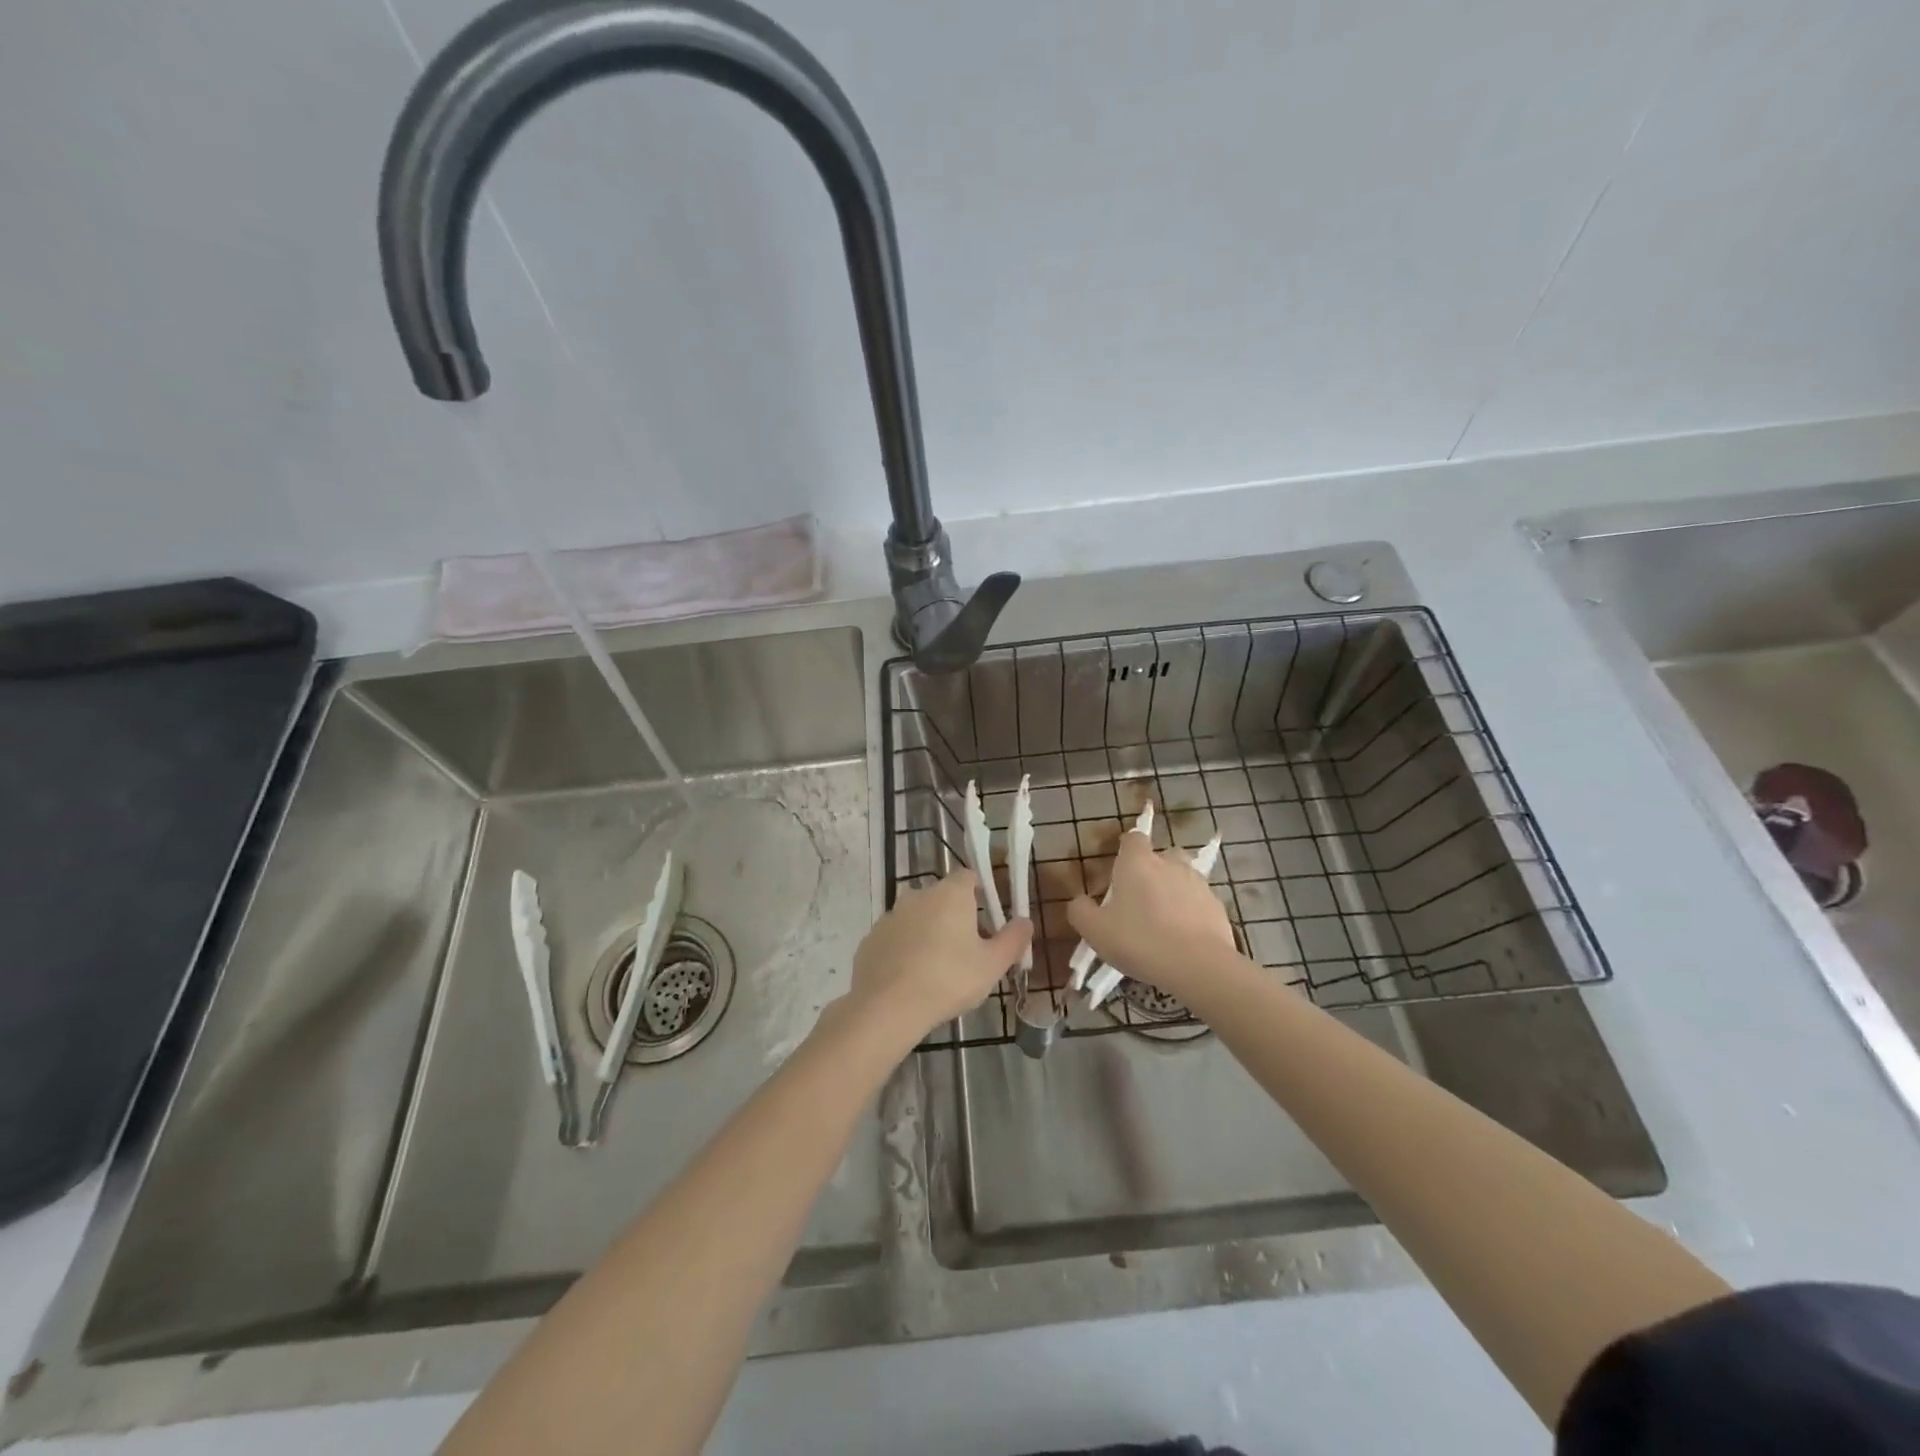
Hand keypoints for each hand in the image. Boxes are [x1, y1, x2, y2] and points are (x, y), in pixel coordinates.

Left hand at [843, 870, 1031, 1046]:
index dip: (980, 890)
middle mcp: (918, 895)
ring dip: (928, 932)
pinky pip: (896, 938)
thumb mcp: (992, 964)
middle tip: (968, 948)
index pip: (968, 876)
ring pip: (917, 917)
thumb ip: (1013, 940)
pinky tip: (911, 978)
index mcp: (950, 894)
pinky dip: (905, 949)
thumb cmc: (949, 979)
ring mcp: (890, 915)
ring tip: (938, 968)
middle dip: (955, 915)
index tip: (988, 914)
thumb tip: (1025, 921)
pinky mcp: (871, 938)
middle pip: (942, 897)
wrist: (888, 1007)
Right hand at [1067, 831, 1235, 998]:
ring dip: (1174, 892)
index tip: (1119, 871)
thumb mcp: (1095, 931)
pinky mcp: (1218, 906)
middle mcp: (1170, 864)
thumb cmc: (1139, 940)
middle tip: (1141, 899)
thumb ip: (1080, 911)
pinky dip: (1192, 913)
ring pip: (1183, 878)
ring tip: (1164, 922)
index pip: (1133, 838)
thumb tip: (1079, 901)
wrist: (1198, 965)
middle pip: (1162, 856)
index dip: (1126, 850)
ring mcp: (1198, 883)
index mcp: (1138, 862)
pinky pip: (1199, 902)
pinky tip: (1184, 938)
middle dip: (1153, 870)